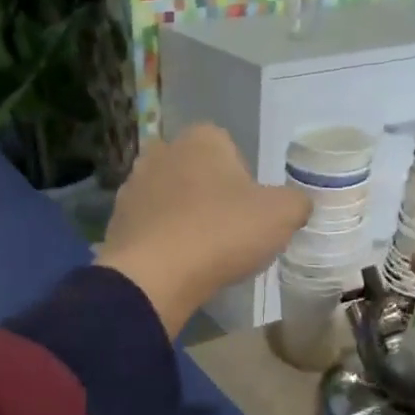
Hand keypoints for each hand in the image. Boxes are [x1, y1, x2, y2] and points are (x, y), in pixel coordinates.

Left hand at [97, 125, 310, 337]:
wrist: (155, 276)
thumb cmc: (222, 232)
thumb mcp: (282, 216)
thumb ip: (297, 203)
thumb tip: (297, 205)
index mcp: (202, 138)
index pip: (231, 149)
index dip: (245, 182)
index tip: (251, 212)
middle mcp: (162, 151)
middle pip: (198, 173)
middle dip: (212, 196)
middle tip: (230, 233)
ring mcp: (133, 185)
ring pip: (172, 199)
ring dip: (186, 218)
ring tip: (203, 254)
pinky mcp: (116, 220)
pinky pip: (151, 227)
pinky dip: (164, 241)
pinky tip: (177, 266)